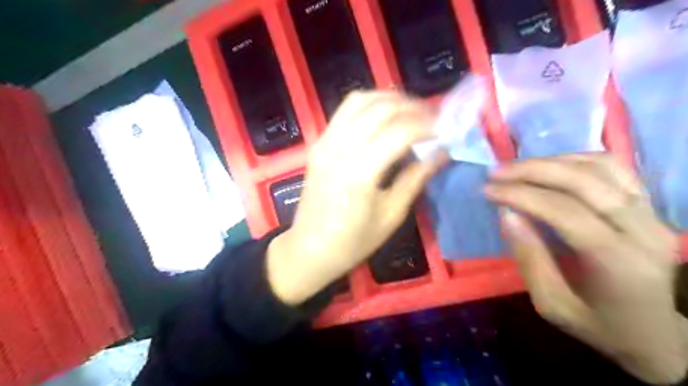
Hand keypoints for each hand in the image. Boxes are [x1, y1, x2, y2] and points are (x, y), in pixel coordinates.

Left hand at [264, 92, 446, 305]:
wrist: (310, 249)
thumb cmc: (353, 241)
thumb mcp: (391, 215)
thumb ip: (416, 179)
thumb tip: (441, 154)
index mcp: (360, 171)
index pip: (401, 132)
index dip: (428, 126)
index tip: (445, 131)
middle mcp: (340, 148)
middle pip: (381, 109)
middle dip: (412, 107)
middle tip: (433, 118)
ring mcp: (325, 142)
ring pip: (360, 100)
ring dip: (389, 99)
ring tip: (410, 110)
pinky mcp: (318, 143)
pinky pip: (345, 111)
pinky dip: (368, 105)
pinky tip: (384, 116)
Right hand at [483, 153, 687, 385]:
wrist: (659, 336)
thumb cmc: (599, 326)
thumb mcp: (552, 304)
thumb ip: (529, 258)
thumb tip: (506, 214)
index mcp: (618, 263)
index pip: (564, 211)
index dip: (521, 195)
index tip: (487, 190)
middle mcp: (643, 230)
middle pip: (584, 181)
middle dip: (532, 171)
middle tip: (496, 172)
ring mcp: (653, 214)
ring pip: (600, 167)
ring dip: (551, 161)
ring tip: (516, 167)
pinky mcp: (651, 207)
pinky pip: (614, 168)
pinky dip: (576, 160)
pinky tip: (550, 165)